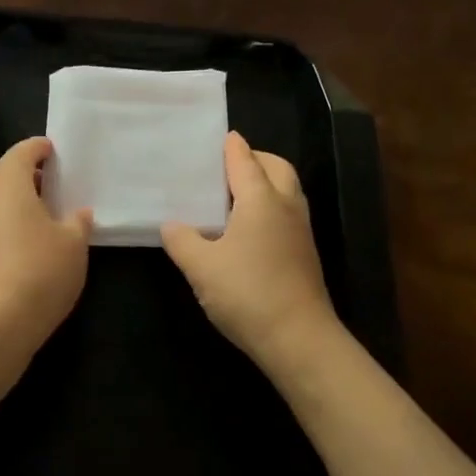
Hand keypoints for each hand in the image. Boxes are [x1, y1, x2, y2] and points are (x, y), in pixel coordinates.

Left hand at [0, 136, 92, 353]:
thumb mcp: (74, 244)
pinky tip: (13, 240)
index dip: (37, 148)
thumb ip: (77, 222)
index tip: (51, 150)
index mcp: (8, 184)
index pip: (20, 152)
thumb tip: (79, 214)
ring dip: (0, 196)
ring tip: (28, 213)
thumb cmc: (41, 271)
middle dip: (13, 169)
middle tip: (39, 183)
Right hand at [162, 132, 339, 364]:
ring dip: (266, 183)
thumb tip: (171, 225)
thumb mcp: (201, 267)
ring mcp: (300, 231)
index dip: (232, 147)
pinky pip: (288, 214)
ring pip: (287, 191)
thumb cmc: (247, 293)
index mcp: (261, 200)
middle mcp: (286, 207)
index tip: (222, 136)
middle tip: (228, 166)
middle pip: (276, 168)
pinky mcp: (304, 254)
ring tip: (234, 195)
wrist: (299, 339)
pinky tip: (248, 229)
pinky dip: (270, 207)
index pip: (245, 161)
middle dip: (255, 159)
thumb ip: (182, 241)